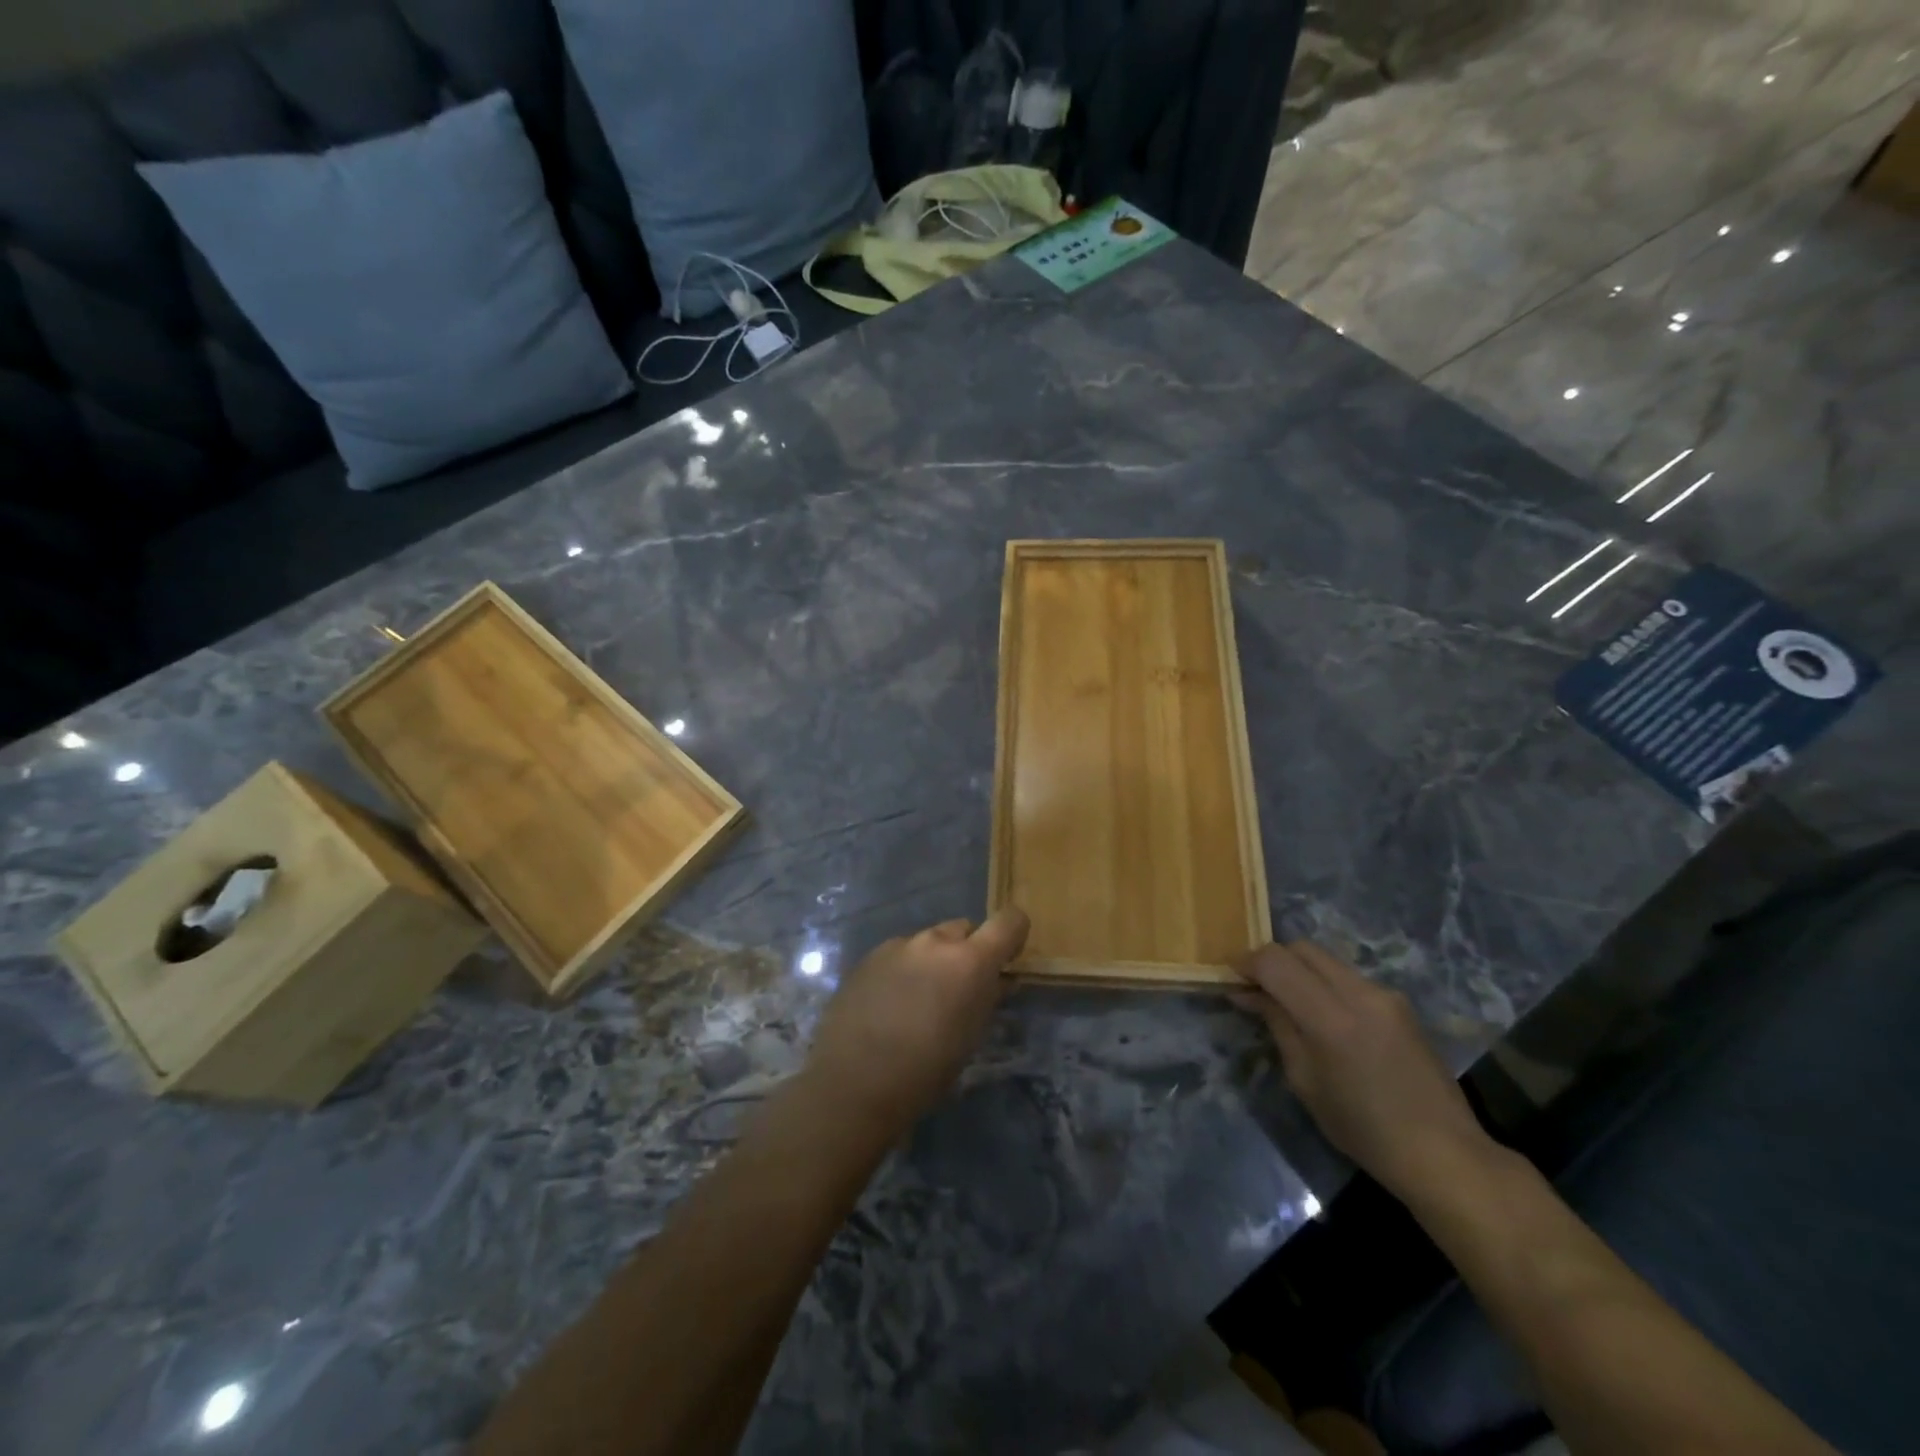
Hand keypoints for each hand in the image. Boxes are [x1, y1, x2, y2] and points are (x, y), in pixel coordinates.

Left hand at [802, 907, 1030, 1138]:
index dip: (1013, 935)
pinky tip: (889, 1004)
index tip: (1007, 959)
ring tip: (918, 1001)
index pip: (1008, 921)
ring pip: (928, 942)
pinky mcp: (868, 957)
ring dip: (933, 961)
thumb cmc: (925, 1071)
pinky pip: (899, 954)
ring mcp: (897, 945)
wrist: (853, 1083)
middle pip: (964, 929)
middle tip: (959, 989)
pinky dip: (904, 970)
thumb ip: (987, 998)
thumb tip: (997, 980)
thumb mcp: (971, 1038)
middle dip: (967, 952)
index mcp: (969, 961)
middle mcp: (934, 941)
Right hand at [1233, 941, 1492, 1200]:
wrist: (1443, 1152)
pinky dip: (1323, 983)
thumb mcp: (1305, 1080)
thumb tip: (1248, 994)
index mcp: (1331, 1017)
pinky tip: (1320, 1015)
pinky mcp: (1399, 1003)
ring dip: (1299, 971)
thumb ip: (1278, 1025)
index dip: (1247, 962)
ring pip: (1325, 960)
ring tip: (1285, 1001)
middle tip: (1255, 988)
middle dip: (1272, 961)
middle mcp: (1359, 992)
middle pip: (1301, 949)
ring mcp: (1384, 994)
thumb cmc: (1363, 1128)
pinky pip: (1348, 977)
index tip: (1231, 978)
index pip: (1275, 961)